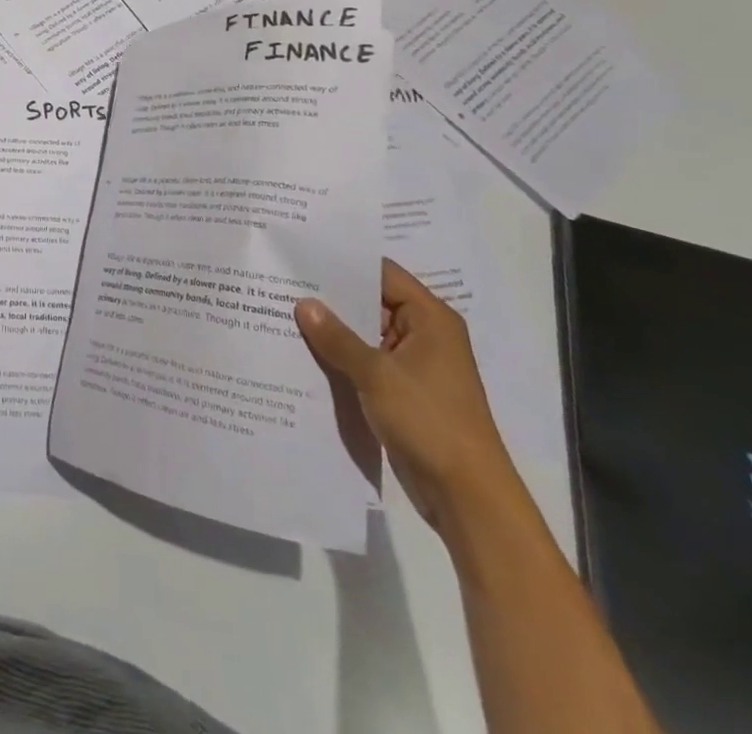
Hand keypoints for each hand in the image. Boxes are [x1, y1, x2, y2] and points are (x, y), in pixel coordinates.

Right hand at [295, 259, 523, 532]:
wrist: (467, 496)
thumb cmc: (429, 421)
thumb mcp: (377, 374)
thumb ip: (337, 338)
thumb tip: (304, 303)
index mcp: (430, 319)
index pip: (382, 273)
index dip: (344, 263)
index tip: (303, 255)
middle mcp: (425, 334)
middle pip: (372, 302)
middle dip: (332, 298)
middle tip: (284, 283)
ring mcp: (414, 365)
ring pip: (366, 334)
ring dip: (334, 330)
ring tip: (285, 312)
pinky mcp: (404, 392)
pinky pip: (367, 362)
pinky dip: (342, 357)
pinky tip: (305, 352)